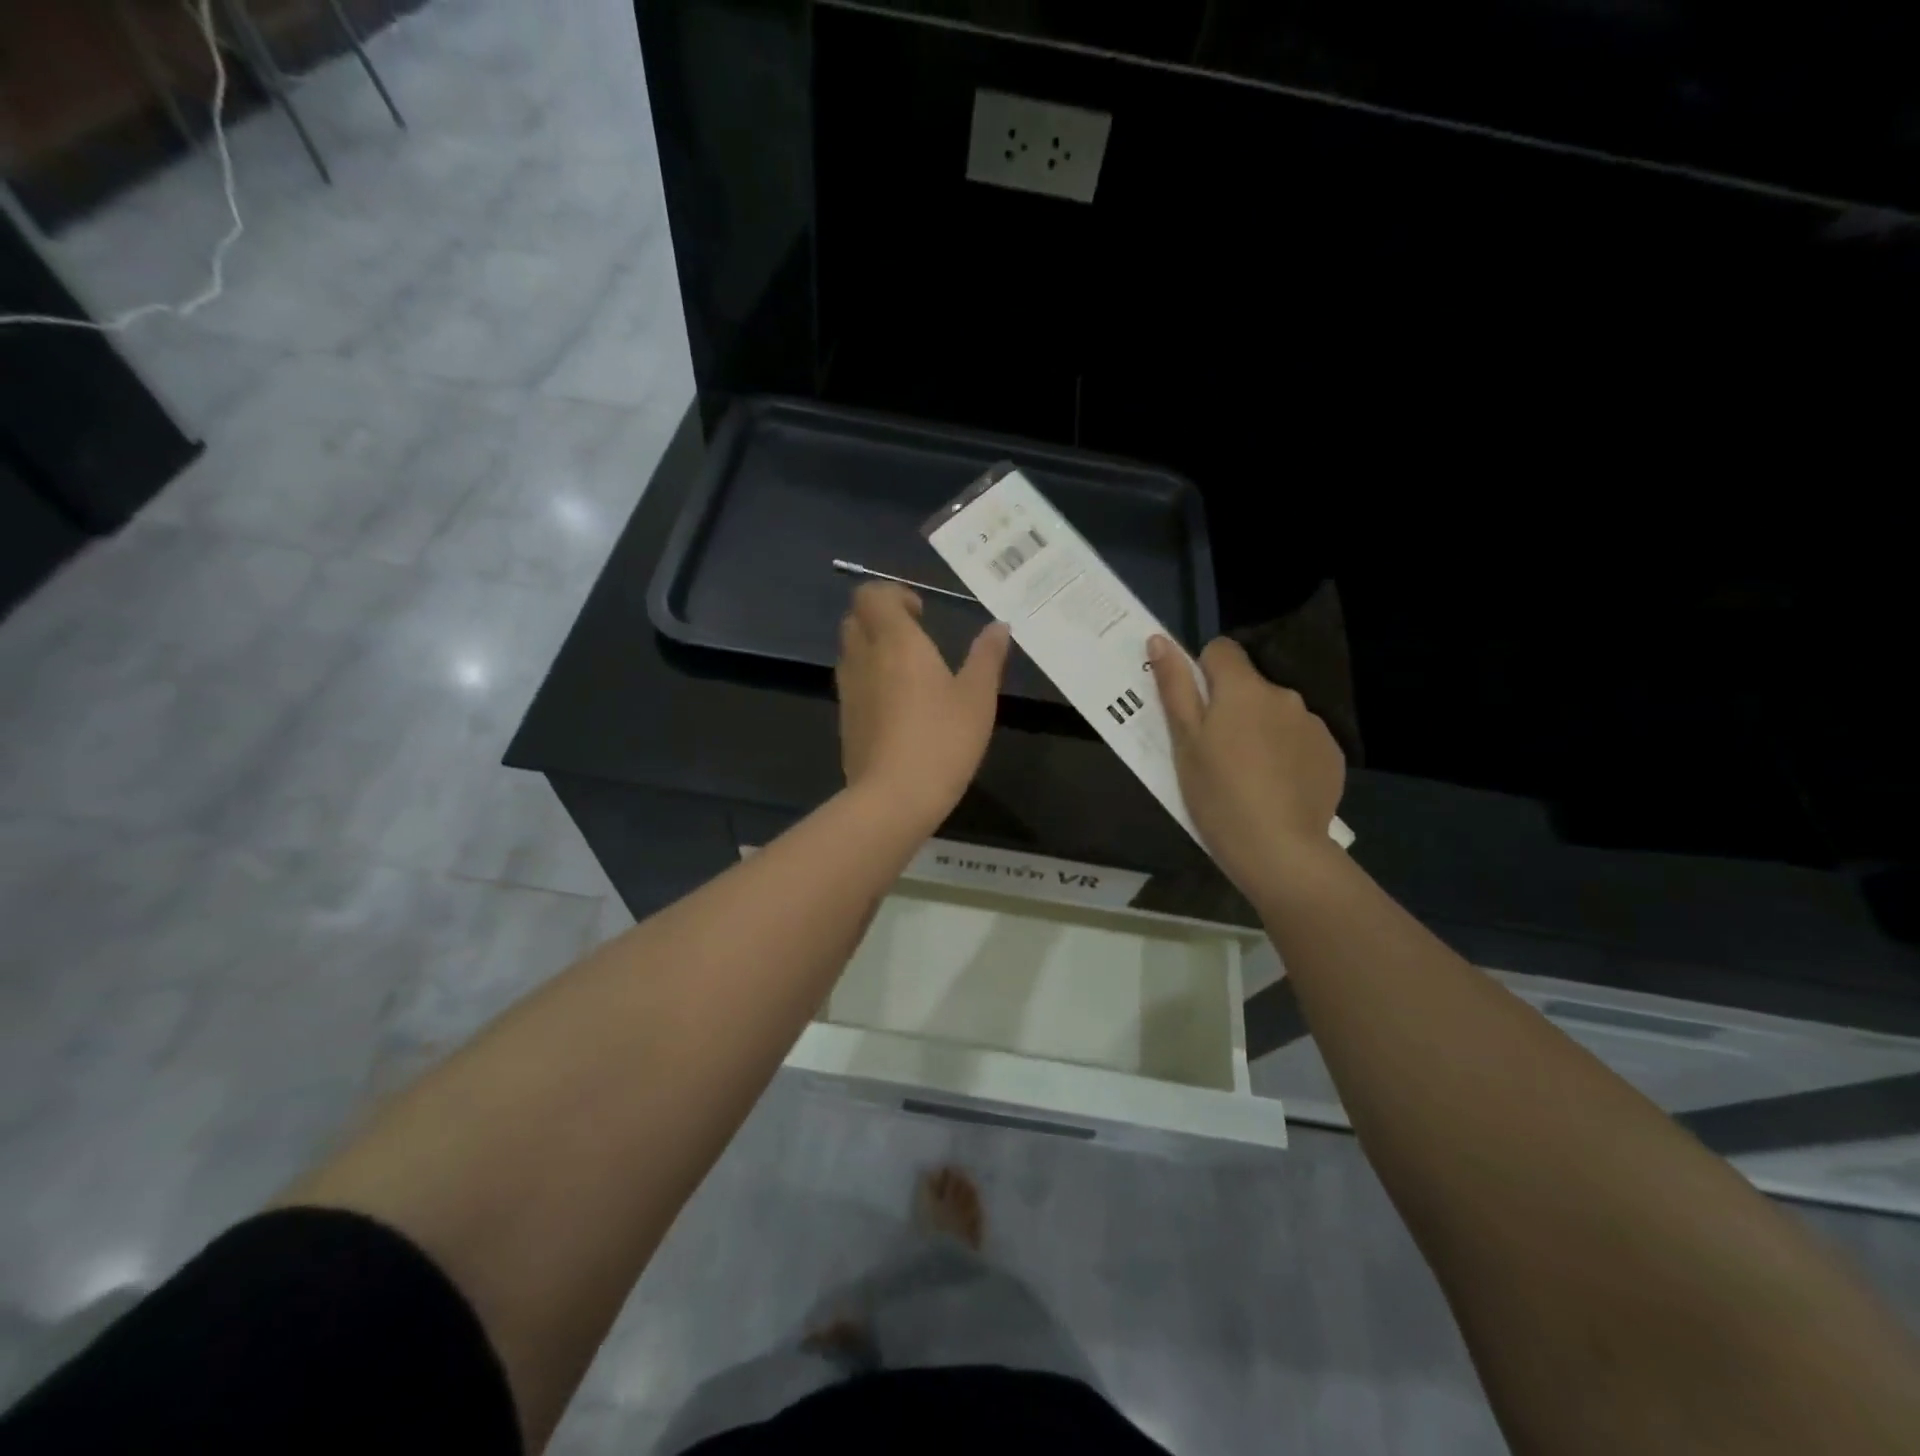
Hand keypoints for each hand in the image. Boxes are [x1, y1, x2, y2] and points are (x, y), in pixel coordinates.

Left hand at [836, 583, 1011, 829]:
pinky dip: (868, 677)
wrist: (893, 797)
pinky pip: (852, 682)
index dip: (892, 594)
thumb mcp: (977, 698)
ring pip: (850, 650)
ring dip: (873, 647)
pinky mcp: (845, 720)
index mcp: (896, 642)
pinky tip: (897, 704)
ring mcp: (849, 690)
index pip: (872, 595)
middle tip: (914, 635)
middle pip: (856, 618)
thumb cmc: (942, 740)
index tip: (921, 613)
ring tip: (908, 669)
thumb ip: (987, 657)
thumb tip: (999, 626)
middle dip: (881, 617)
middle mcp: (864, 658)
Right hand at [1148, 635, 1345, 895]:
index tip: (1196, 712)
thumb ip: (1174, 687)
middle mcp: (1284, 695)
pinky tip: (1276, 788)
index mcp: (1243, 689)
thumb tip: (1159, 639)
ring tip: (1248, 776)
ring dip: (1261, 730)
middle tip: (1216, 753)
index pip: (1221, 651)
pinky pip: (1300, 740)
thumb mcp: (1184, 742)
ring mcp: (1313, 724)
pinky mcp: (1331, 754)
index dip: (1203, 674)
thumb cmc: (1217, 794)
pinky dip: (1286, 754)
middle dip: (1233, 707)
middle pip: (1250, 686)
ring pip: (1276, 714)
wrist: (1278, 850)